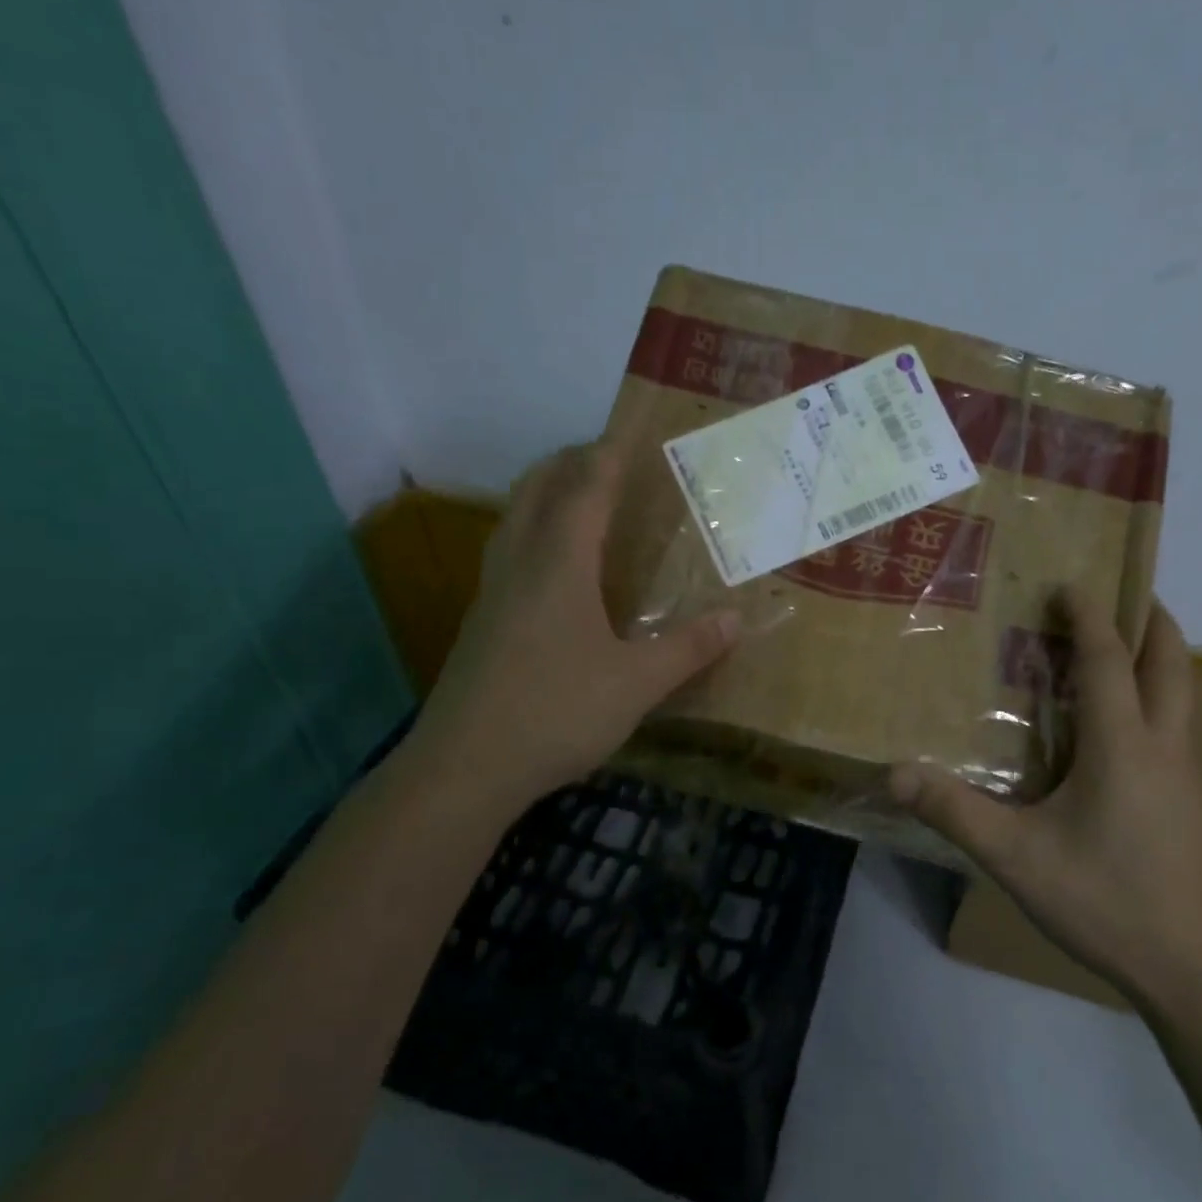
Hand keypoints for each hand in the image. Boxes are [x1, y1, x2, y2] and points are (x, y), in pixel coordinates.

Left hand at [406, 442, 738, 808]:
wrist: (464, 768)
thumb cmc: (556, 712)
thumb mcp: (636, 683)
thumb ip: (688, 649)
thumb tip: (737, 619)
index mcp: (558, 566)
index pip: (584, 491)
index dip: (608, 458)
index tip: (630, 434)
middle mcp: (520, 565)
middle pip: (537, 490)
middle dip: (569, 463)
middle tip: (607, 459)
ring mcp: (492, 594)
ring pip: (514, 519)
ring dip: (545, 495)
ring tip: (580, 499)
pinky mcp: (482, 624)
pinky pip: (509, 553)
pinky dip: (534, 533)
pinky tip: (555, 569)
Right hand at [890, 596, 1201, 1015]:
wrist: (1200, 970)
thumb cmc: (1109, 901)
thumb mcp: (1019, 859)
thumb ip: (956, 813)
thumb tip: (895, 773)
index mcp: (1122, 745)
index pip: (1108, 660)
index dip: (1089, 616)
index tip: (1069, 583)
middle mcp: (1162, 746)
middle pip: (1170, 661)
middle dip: (1150, 617)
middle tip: (1121, 592)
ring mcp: (1185, 774)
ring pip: (1181, 693)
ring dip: (1155, 657)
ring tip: (1118, 645)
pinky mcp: (1190, 802)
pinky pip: (1175, 726)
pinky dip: (1154, 697)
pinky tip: (1121, 725)